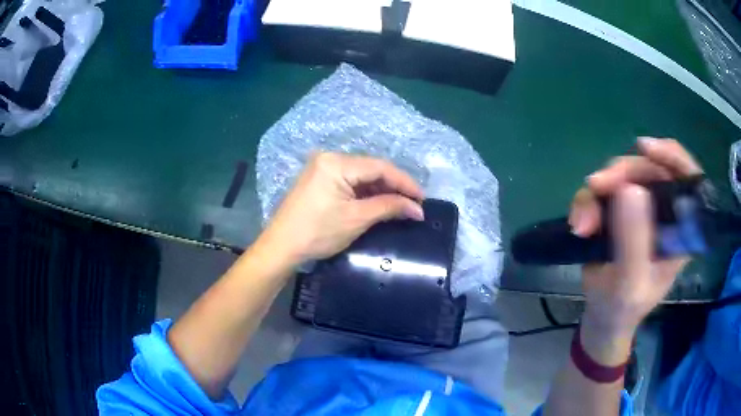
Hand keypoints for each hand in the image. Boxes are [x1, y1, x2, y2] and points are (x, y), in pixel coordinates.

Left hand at [257, 153, 423, 266]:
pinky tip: (378, 202)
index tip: (422, 199)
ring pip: (361, 175)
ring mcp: (322, 167)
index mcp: (337, 162)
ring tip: (399, 205)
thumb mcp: (357, 219)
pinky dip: (365, 192)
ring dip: (380, 189)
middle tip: (413, 204)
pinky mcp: (319, 179)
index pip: (380, 167)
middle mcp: (329, 157)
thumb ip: (389, 207)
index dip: (405, 182)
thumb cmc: (318, 233)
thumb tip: (417, 209)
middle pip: (371, 168)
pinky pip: (349, 180)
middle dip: (394, 186)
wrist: (281, 247)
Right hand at [568, 138, 702, 361]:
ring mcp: (641, 209)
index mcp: (681, 228)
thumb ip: (634, 240)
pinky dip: (587, 203)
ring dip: (598, 193)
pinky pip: (602, 191)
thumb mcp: (631, 283)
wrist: (602, 319)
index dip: (671, 155)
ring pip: (622, 177)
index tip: (644, 147)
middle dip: (621, 174)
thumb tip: (629, 188)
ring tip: (582, 224)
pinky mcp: (619, 211)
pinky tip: (578, 225)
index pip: (687, 178)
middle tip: (596, 186)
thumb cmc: (623, 308)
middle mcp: (664, 211)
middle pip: (649, 169)